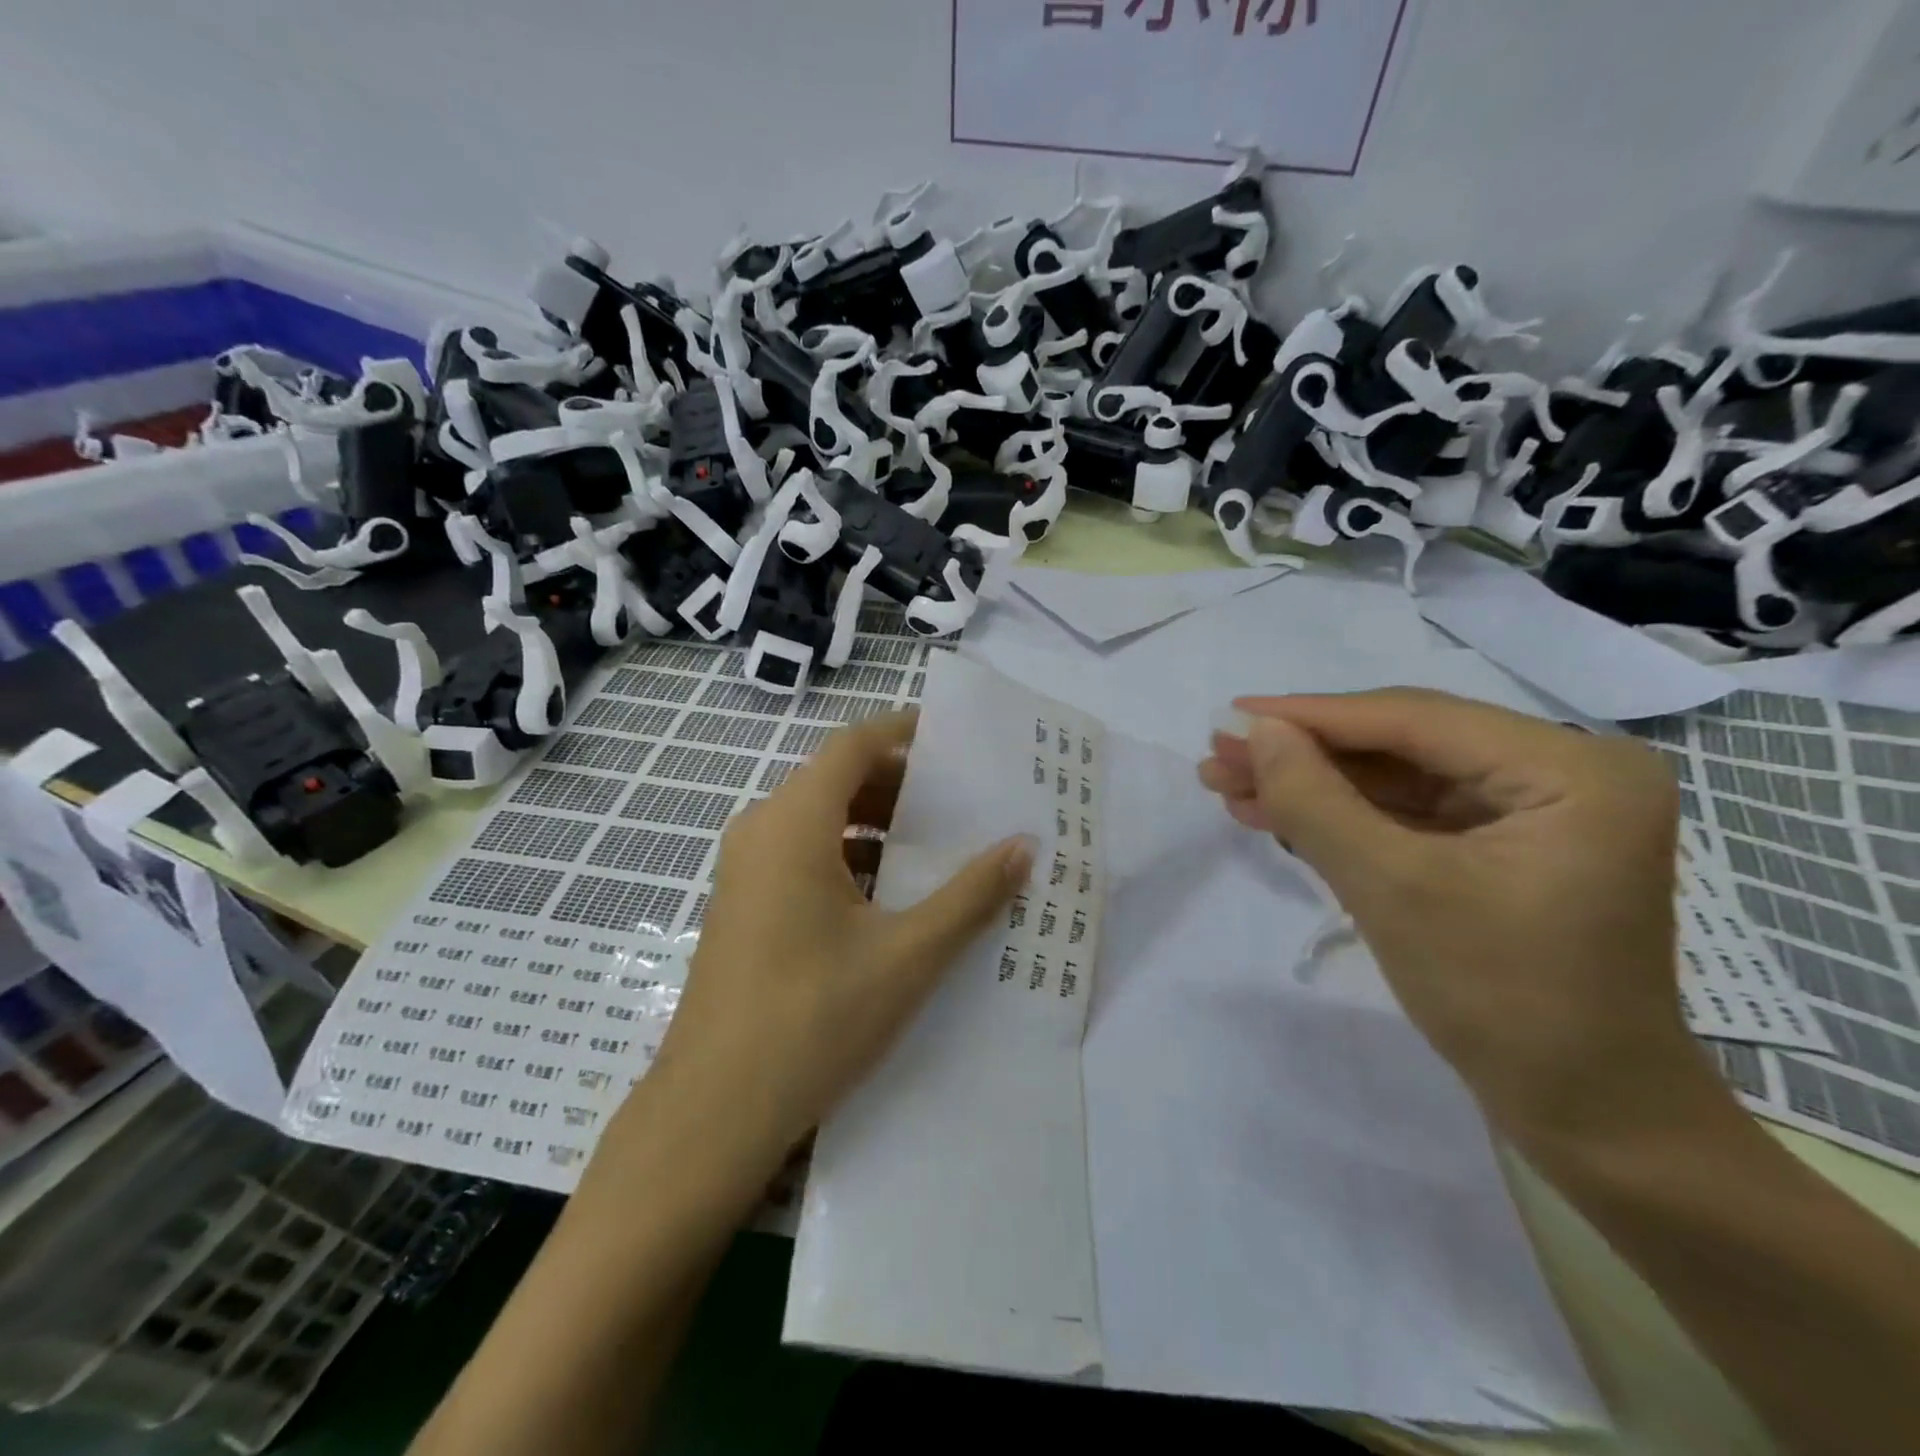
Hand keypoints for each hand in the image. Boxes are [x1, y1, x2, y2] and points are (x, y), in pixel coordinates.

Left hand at [640, 711, 1032, 1171]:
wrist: (713, 1112)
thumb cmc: (813, 1020)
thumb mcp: (906, 955)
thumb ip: (970, 895)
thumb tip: (1024, 846)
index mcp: (793, 823)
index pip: (854, 745)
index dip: (904, 731)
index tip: (956, 737)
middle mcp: (761, 830)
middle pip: (837, 779)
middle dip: (901, 782)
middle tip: (963, 798)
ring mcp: (745, 869)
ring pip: (820, 819)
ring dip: (876, 823)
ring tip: (939, 844)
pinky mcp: (745, 904)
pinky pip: (804, 855)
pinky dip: (851, 856)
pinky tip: (894, 894)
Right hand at [1199, 688, 1698, 1144]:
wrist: (1587, 1118)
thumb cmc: (1502, 1001)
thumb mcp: (1393, 890)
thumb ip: (1317, 802)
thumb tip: (1257, 732)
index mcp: (1572, 770)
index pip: (1414, 721)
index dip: (1311, 717)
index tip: (1229, 716)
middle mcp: (1563, 773)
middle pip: (1403, 745)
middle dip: (1303, 755)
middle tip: (1219, 755)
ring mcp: (1535, 811)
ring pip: (1397, 778)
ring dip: (1312, 785)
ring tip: (1229, 784)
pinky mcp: (1505, 847)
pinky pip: (1410, 815)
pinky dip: (1342, 816)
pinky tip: (1275, 813)